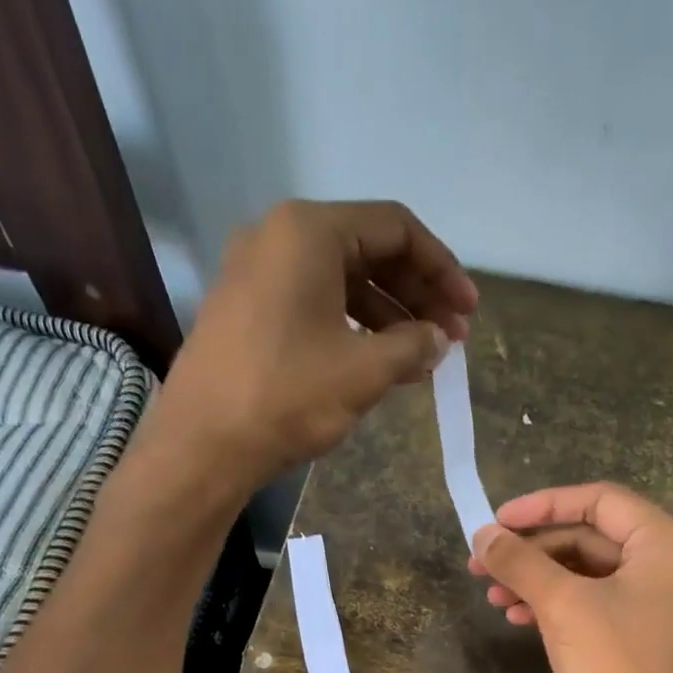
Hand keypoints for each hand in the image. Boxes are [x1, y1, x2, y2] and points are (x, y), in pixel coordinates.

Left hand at [148, 200, 477, 491]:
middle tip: (452, 337)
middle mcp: (279, 237)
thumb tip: (439, 339)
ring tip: (423, 358)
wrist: (204, 444)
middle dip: (417, 293)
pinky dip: (353, 327)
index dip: (441, 268)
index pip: (395, 228)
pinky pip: (315, 304)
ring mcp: (257, 274)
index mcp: (309, 232)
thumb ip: (412, 346)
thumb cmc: (288, 396)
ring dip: (388, 315)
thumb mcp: (364, 371)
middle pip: (368, 250)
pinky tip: (379, 361)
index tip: (468, 311)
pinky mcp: (247, 311)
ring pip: (341, 281)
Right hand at [470, 483, 672, 672]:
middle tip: (482, 563)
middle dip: (533, 550)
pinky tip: (518, 617)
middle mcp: (668, 569)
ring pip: (586, 575)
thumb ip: (521, 562)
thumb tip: (483, 534)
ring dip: (537, 579)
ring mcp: (654, 607)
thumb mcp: (563, 607)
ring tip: (492, 595)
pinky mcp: (636, 641)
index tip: (496, 522)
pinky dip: (554, 606)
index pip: (600, 500)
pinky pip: (591, 606)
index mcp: (667, 546)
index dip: (543, 505)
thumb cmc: (614, 672)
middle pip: (590, 538)